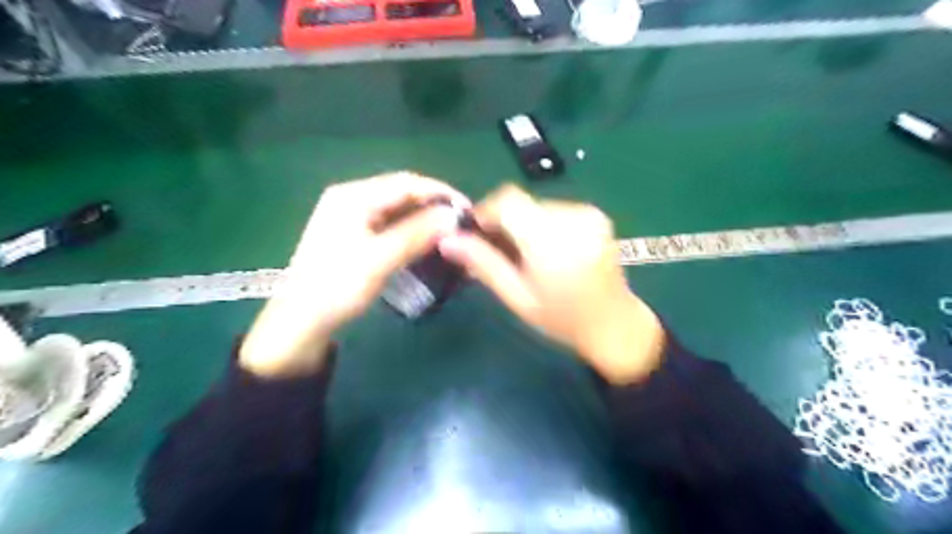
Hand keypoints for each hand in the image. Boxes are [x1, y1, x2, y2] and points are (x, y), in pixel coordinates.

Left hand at [240, 174, 468, 377]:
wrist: (301, 321)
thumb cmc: (336, 288)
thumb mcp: (378, 261)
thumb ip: (415, 235)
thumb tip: (453, 216)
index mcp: (353, 196)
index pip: (407, 183)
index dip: (441, 193)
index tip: (468, 210)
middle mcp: (352, 198)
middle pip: (402, 193)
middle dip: (434, 205)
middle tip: (462, 223)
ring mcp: (352, 215)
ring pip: (398, 209)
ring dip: (425, 218)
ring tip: (449, 232)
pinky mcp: (355, 233)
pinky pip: (391, 223)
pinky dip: (412, 229)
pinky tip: (426, 240)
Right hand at [438, 183, 664, 384]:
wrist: (615, 325)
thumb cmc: (562, 320)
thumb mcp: (517, 297)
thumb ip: (483, 264)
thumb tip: (446, 240)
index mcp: (551, 242)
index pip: (508, 200)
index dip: (486, 210)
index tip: (478, 235)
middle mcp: (573, 219)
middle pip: (521, 202)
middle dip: (503, 221)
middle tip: (498, 252)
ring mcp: (589, 214)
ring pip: (537, 204)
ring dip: (523, 223)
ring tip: (525, 255)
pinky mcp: (597, 215)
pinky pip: (555, 209)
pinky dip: (542, 224)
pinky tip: (547, 250)